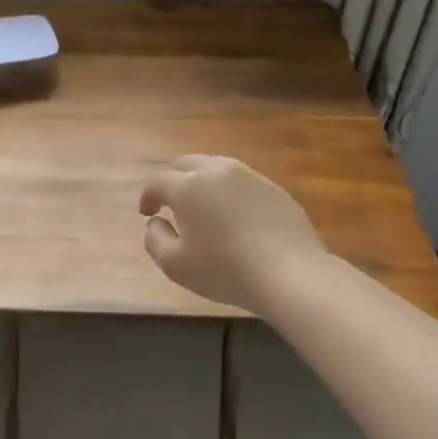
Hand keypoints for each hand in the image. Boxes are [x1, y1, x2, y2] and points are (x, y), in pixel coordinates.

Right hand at [138, 156, 324, 314]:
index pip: (158, 182)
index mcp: (189, 186)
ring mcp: (251, 177)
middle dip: (174, 181)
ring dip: (204, 184)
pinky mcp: (275, 190)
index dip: (148, 197)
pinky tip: (236, 218)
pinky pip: (243, 183)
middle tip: (172, 204)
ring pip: (218, 169)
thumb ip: (154, 239)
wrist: (290, 274)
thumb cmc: (224, 270)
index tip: (147, 213)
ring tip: (205, 209)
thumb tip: (156, 222)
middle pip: (187, 164)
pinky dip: (231, 194)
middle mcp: (218, 172)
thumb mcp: (174, 265)